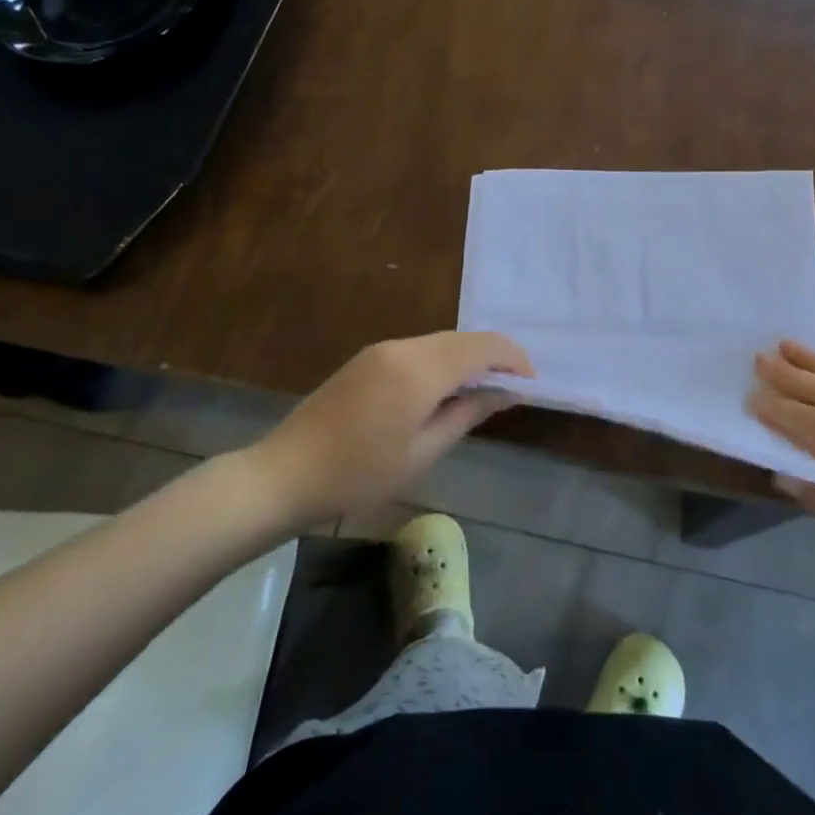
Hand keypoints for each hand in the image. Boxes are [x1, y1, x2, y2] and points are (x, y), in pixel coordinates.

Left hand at [244, 332, 532, 528]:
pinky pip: (420, 350)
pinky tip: (445, 390)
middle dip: (494, 357)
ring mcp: (382, 350)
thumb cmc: (359, 474)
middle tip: (513, 389)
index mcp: (420, 368)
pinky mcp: (368, 359)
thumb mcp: (423, 451)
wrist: (283, 475)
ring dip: (468, 359)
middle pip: (463, 339)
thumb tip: (505, 392)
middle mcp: (404, 347)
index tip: (531, 385)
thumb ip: (468, 413)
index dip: (513, 360)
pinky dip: (443, 362)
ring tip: (483, 391)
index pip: (483, 347)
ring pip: (441, 342)